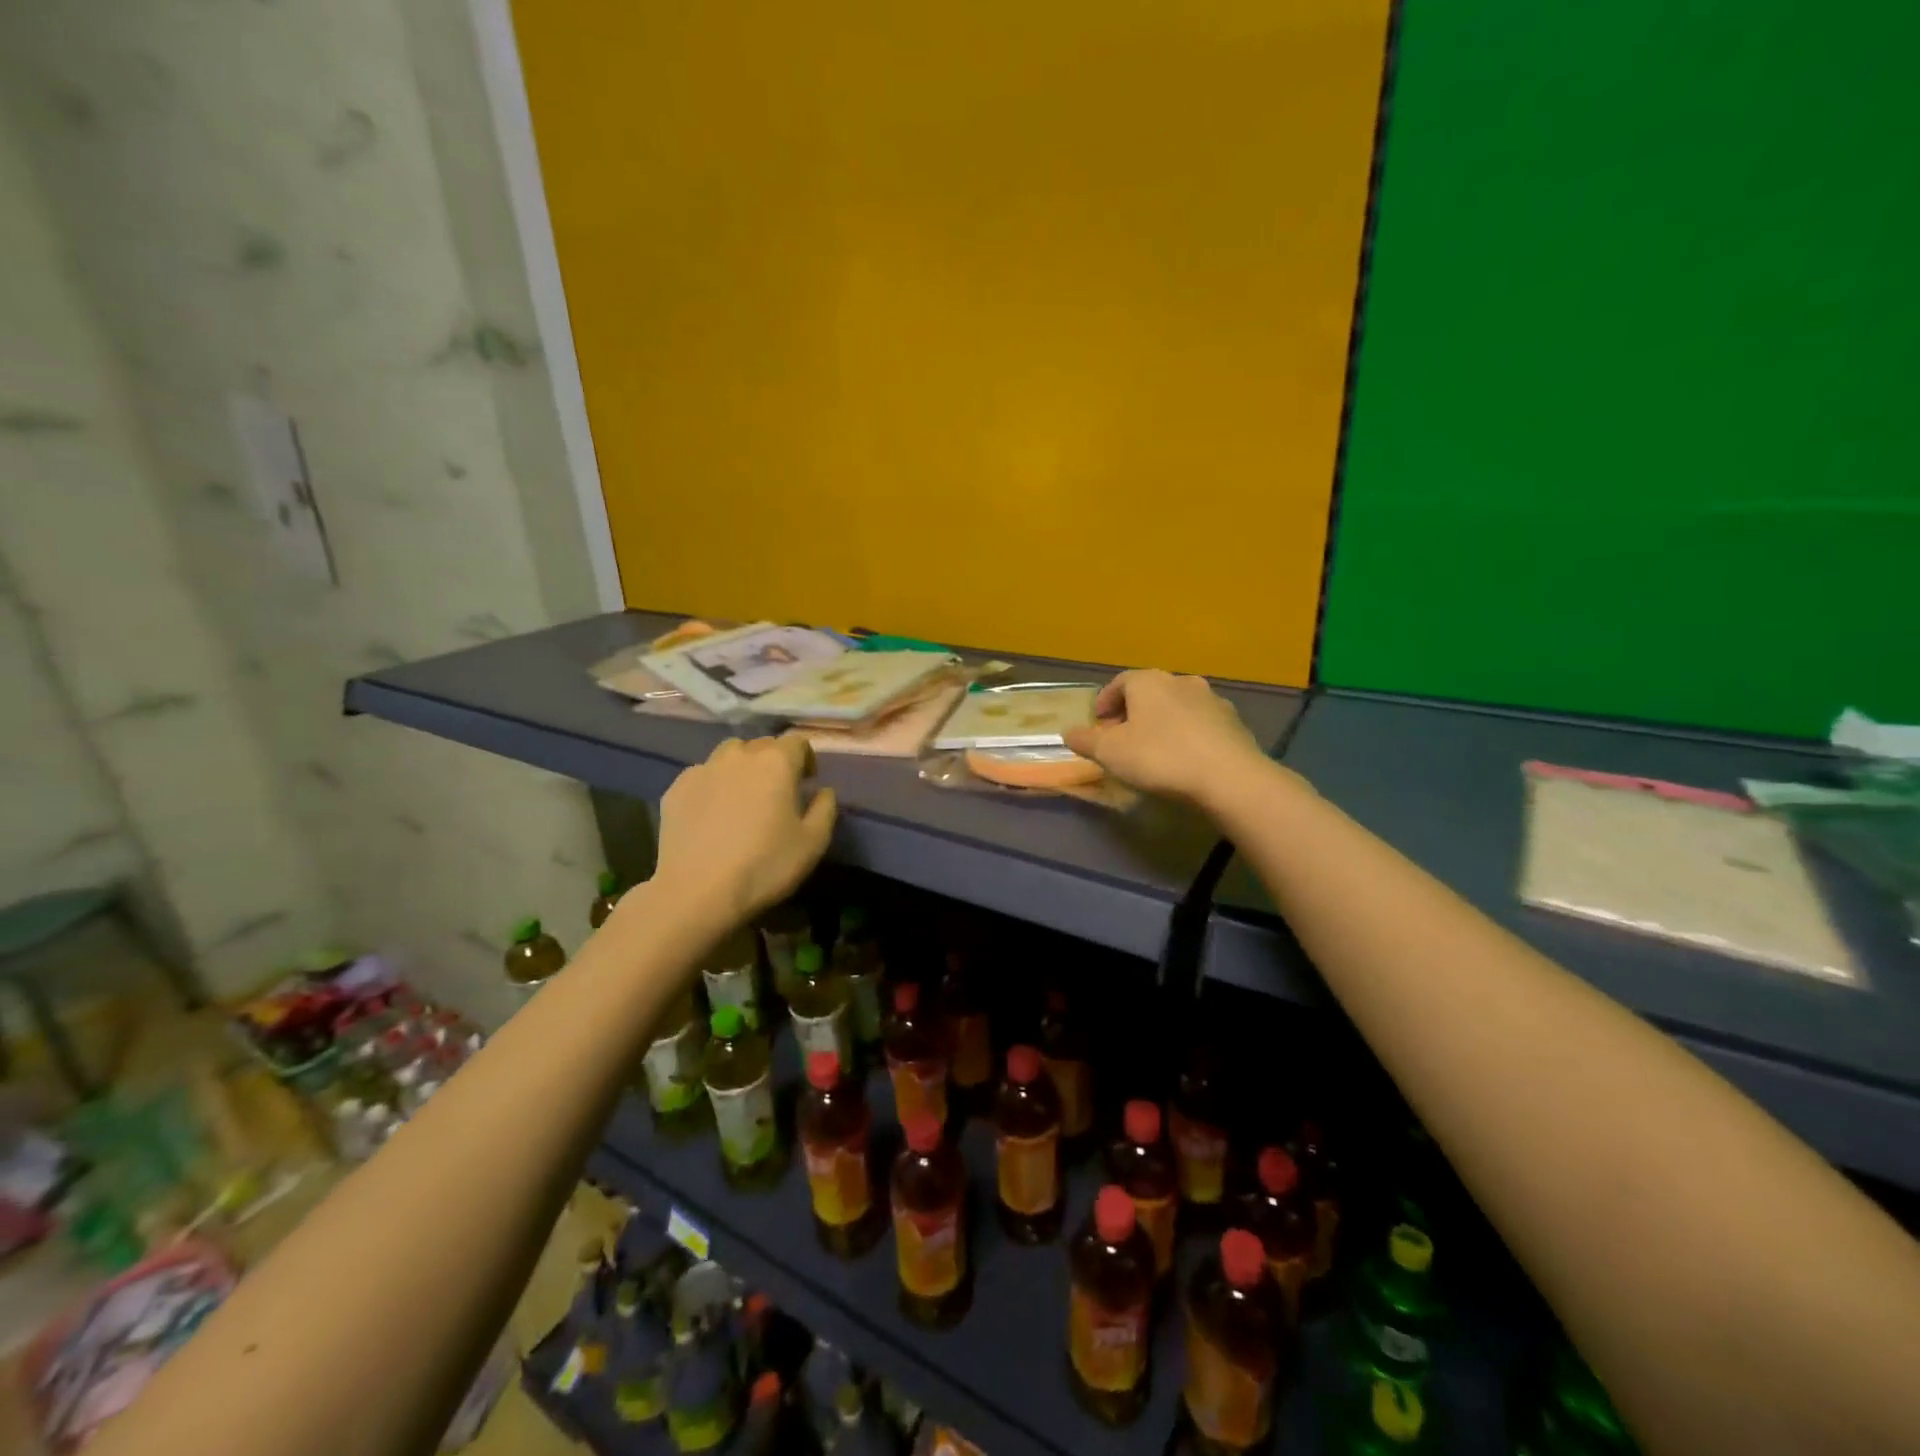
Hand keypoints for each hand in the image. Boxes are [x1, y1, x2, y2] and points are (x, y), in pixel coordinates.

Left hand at [654, 735, 837, 926]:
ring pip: (729, 755)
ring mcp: (703, 769)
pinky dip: (713, 785)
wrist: (697, 892)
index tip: (807, 782)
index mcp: (776, 762)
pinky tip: (713, 814)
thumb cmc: (765, 866)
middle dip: (774, 762)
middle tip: (776, 793)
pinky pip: (702, 775)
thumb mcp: (813, 842)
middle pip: (762, 745)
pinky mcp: (676, 788)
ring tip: (742, 797)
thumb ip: (826, 808)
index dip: (806, 759)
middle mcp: (739, 756)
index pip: (797, 742)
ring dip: (742, 767)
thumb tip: (823, 790)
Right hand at [1062, 670, 1270, 808]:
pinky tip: (1184, 759)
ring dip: (1162, 723)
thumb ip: (1085, 740)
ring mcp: (1212, 700)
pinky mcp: (1234, 723)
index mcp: (1148, 681)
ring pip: (1177, 707)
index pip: (1119, 682)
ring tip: (1154, 750)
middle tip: (1122, 739)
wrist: (1228, 776)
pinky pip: (1200, 724)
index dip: (1105, 702)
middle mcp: (1181, 681)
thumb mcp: (1110, 753)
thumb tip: (1068, 732)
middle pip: (1149, 693)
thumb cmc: (1159, 757)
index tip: (1098, 724)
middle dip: (1133, 713)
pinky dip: (1187, 735)